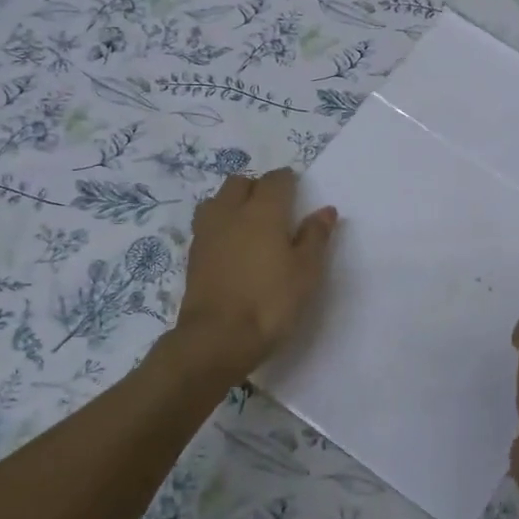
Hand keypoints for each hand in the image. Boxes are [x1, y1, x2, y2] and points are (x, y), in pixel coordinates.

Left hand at [173, 169, 337, 375]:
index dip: (288, 181)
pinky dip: (220, 224)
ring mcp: (207, 232)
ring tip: (248, 223)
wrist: (217, 338)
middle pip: (240, 182)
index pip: (275, 180)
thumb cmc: (271, 302)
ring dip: (233, 202)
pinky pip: (207, 224)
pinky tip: (231, 245)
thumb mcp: (306, 272)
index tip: (298, 191)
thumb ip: (315, 237)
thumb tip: (325, 210)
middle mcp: (231, 213)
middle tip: (275, 207)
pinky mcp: (193, 254)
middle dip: (257, 187)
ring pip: (217, 200)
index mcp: (263, 211)